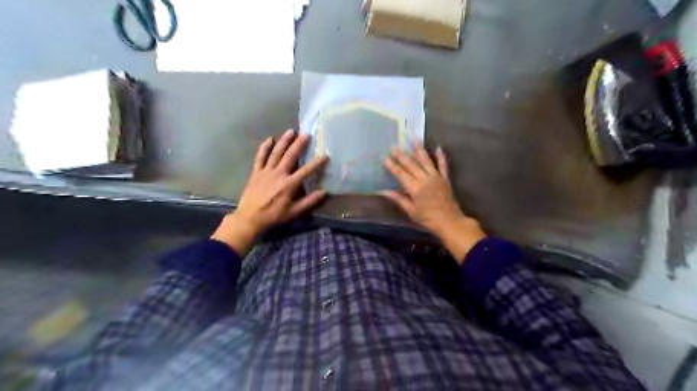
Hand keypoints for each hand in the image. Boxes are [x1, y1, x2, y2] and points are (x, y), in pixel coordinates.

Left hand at [212, 129, 329, 254]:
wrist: (250, 218)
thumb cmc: (273, 216)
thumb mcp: (294, 212)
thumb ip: (309, 201)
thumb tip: (324, 192)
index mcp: (289, 184)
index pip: (306, 171)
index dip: (317, 163)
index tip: (325, 156)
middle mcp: (278, 174)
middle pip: (290, 156)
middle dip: (299, 144)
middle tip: (306, 134)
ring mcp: (266, 171)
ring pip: (276, 153)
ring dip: (284, 141)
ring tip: (291, 131)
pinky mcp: (256, 172)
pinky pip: (260, 157)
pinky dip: (264, 148)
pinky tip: (269, 139)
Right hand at [381, 143, 485, 262]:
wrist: (450, 222)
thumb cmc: (428, 219)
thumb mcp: (411, 211)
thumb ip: (398, 199)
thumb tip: (383, 191)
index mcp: (414, 188)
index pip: (400, 174)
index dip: (392, 166)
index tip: (385, 158)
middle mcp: (424, 179)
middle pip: (411, 164)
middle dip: (401, 155)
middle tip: (394, 146)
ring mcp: (436, 177)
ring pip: (426, 160)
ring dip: (419, 149)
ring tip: (414, 138)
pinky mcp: (445, 178)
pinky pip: (443, 165)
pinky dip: (441, 156)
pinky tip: (438, 147)